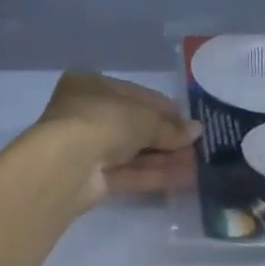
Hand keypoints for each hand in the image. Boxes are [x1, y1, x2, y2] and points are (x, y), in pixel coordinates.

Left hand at [34, 72, 199, 207]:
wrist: (66, 164)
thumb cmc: (104, 121)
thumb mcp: (144, 117)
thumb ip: (170, 127)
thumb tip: (197, 131)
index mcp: (90, 86)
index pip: (134, 95)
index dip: (164, 108)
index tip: (189, 120)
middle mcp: (86, 114)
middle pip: (134, 126)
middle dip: (166, 137)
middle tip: (196, 145)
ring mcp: (88, 149)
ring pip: (134, 153)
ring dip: (165, 158)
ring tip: (198, 164)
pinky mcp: (92, 179)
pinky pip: (130, 173)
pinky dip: (155, 175)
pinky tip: (185, 178)